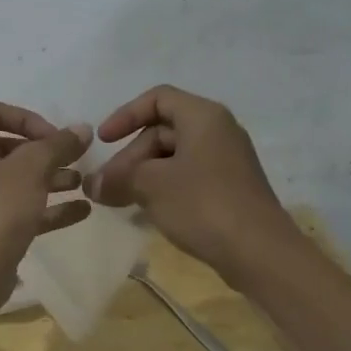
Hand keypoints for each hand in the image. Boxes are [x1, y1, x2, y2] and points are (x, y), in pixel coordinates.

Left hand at [0, 102, 91, 288]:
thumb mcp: (31, 169)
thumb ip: (58, 145)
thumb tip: (82, 128)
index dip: (29, 118)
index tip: (55, 137)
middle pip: (5, 146)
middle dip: (44, 152)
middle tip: (73, 158)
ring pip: (13, 180)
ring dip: (48, 178)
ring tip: (82, 182)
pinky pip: (15, 208)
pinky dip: (44, 206)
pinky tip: (81, 210)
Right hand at [85, 85, 290, 279]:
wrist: (259, 252)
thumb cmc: (203, 204)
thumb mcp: (150, 185)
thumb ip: (117, 178)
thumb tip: (91, 184)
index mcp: (203, 117)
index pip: (158, 98)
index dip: (125, 115)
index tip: (103, 141)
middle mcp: (218, 131)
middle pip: (162, 131)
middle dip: (129, 156)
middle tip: (105, 186)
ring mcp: (226, 162)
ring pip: (173, 157)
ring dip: (142, 175)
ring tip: (119, 200)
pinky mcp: (229, 189)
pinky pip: (187, 177)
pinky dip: (162, 188)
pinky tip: (145, 211)